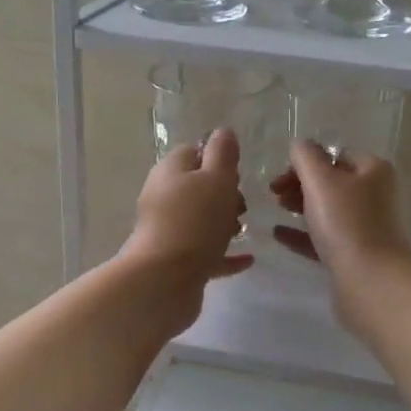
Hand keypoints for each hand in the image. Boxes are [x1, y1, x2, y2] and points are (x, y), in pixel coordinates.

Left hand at [120, 128, 254, 306]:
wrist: (165, 280)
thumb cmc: (195, 221)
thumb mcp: (217, 178)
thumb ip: (222, 153)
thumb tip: (223, 131)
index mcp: (170, 172)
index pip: (192, 152)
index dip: (217, 159)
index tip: (237, 173)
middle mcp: (163, 198)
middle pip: (196, 187)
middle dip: (223, 193)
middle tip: (242, 205)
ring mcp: (167, 231)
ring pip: (199, 220)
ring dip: (222, 223)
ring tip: (244, 230)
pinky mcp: (174, 261)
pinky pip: (204, 252)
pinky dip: (223, 254)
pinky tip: (247, 259)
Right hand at [269, 141, 410, 323]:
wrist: (370, 282)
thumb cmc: (346, 223)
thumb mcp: (320, 181)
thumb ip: (305, 156)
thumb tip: (300, 146)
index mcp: (373, 171)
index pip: (336, 154)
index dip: (306, 161)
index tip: (281, 176)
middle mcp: (375, 195)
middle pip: (332, 182)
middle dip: (301, 184)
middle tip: (275, 194)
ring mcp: (366, 227)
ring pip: (328, 210)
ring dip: (301, 206)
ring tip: (277, 210)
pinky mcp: (356, 255)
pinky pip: (325, 237)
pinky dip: (302, 234)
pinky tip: (279, 235)